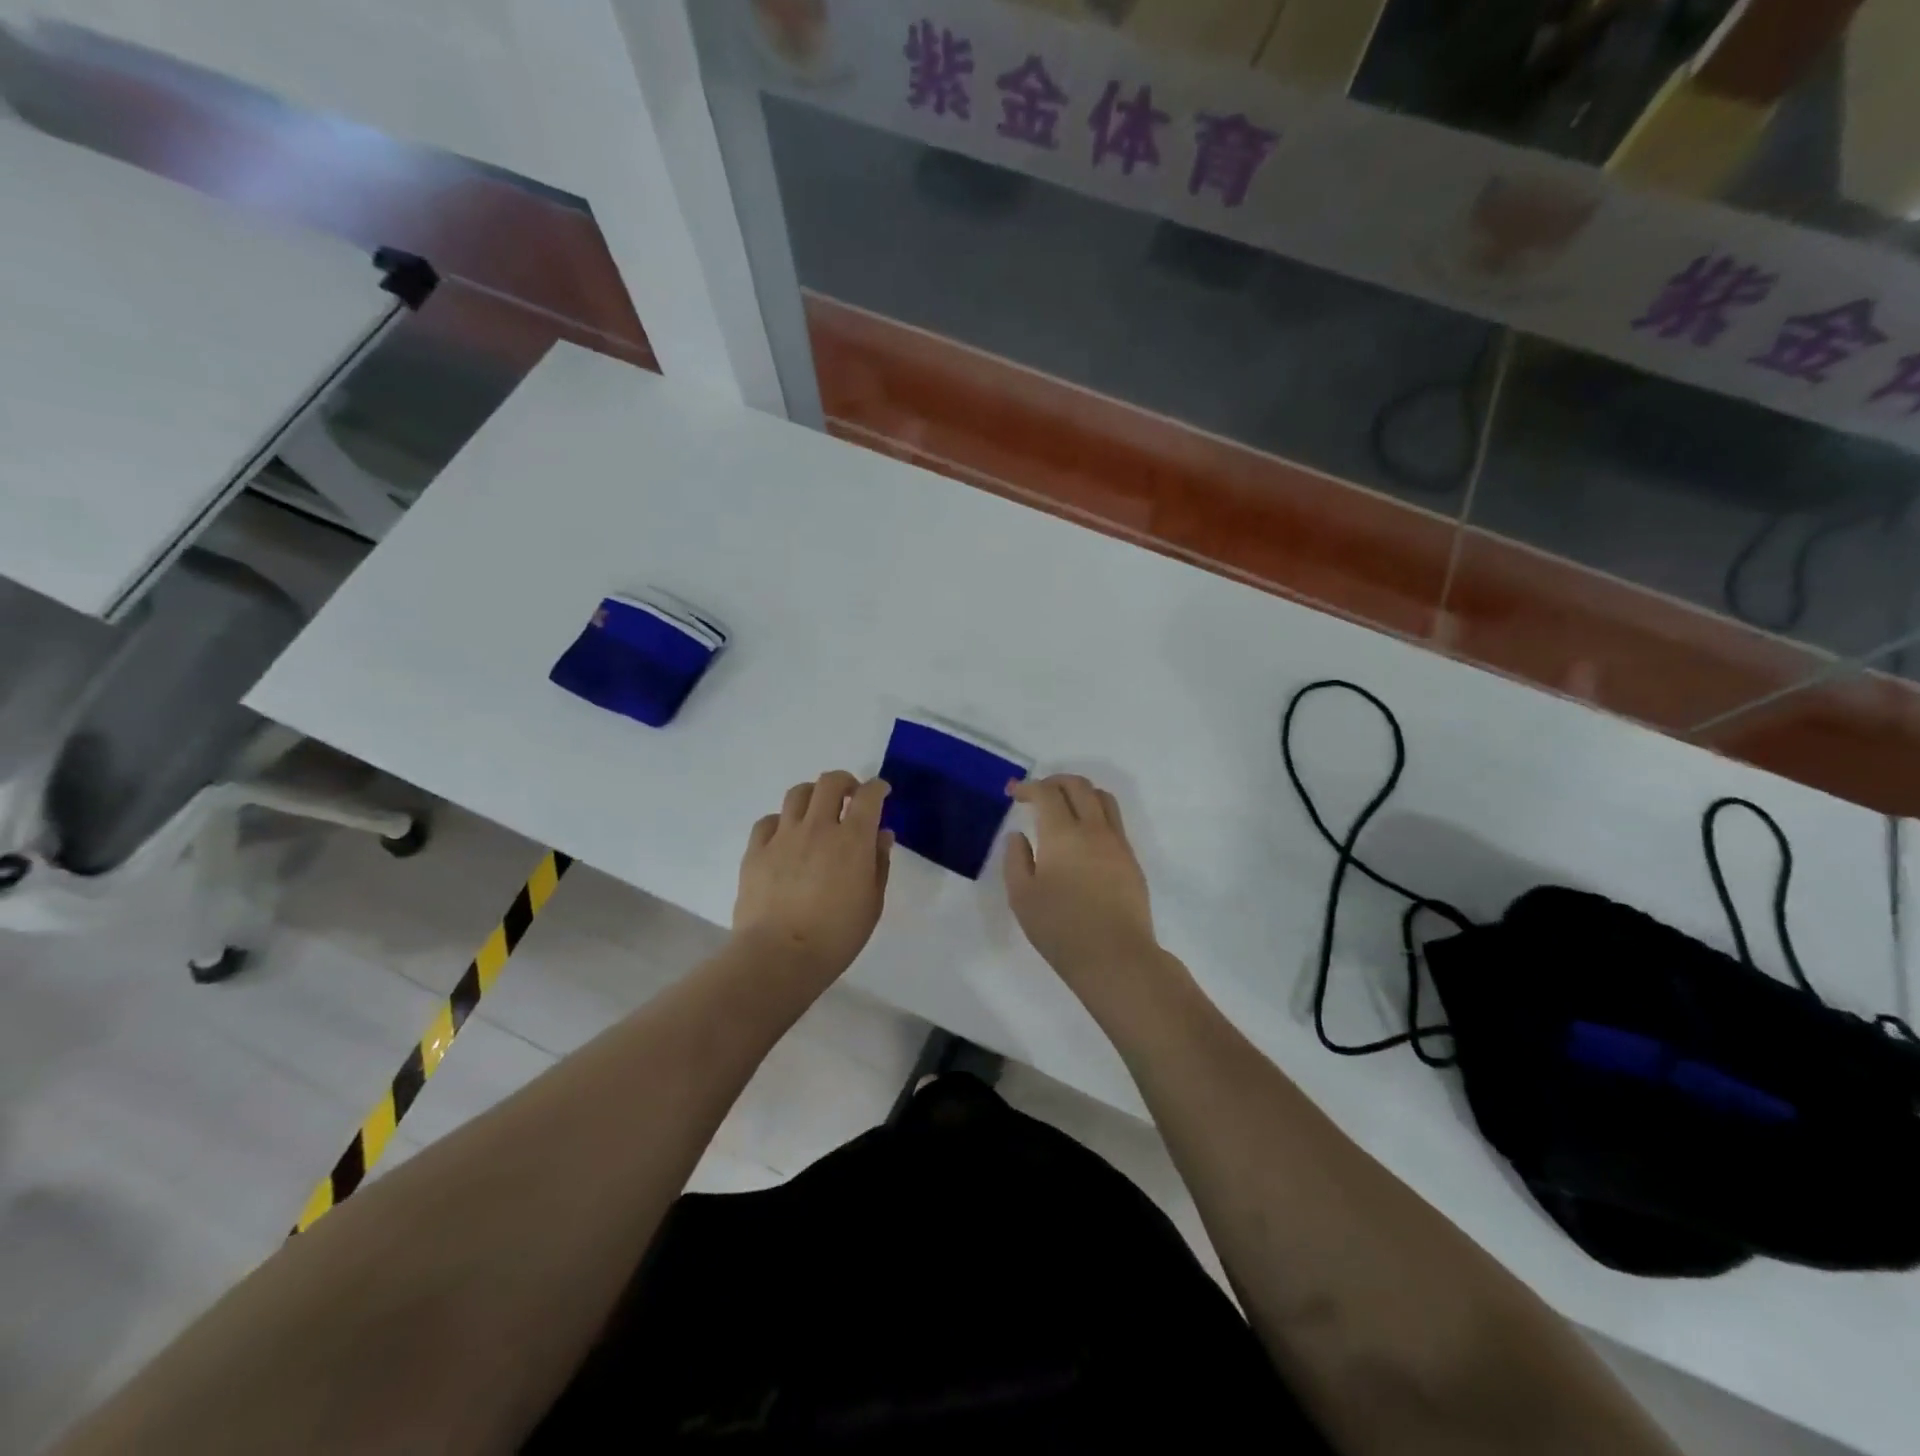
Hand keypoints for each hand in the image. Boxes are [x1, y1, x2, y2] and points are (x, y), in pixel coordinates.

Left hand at [733, 771, 892, 983]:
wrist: (779, 956)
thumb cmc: (836, 936)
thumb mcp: (872, 903)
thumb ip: (878, 863)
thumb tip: (881, 835)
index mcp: (852, 839)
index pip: (868, 795)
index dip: (878, 787)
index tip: (882, 792)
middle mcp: (818, 827)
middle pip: (829, 782)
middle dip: (845, 782)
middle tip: (850, 796)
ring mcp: (783, 836)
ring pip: (797, 794)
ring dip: (813, 795)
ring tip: (817, 811)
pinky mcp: (756, 851)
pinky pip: (768, 821)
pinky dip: (781, 822)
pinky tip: (785, 837)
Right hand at [1005, 775, 1161, 1003]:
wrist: (1115, 957)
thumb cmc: (1060, 928)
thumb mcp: (1022, 897)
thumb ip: (1016, 859)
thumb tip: (1018, 836)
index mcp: (1063, 833)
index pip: (1047, 793)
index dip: (1028, 787)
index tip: (1014, 793)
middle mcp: (1093, 829)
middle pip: (1078, 785)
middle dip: (1055, 781)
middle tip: (1037, 793)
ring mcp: (1117, 843)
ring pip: (1102, 798)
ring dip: (1080, 792)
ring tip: (1064, 807)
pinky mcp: (1131, 860)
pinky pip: (1114, 821)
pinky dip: (1095, 813)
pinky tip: (1083, 836)